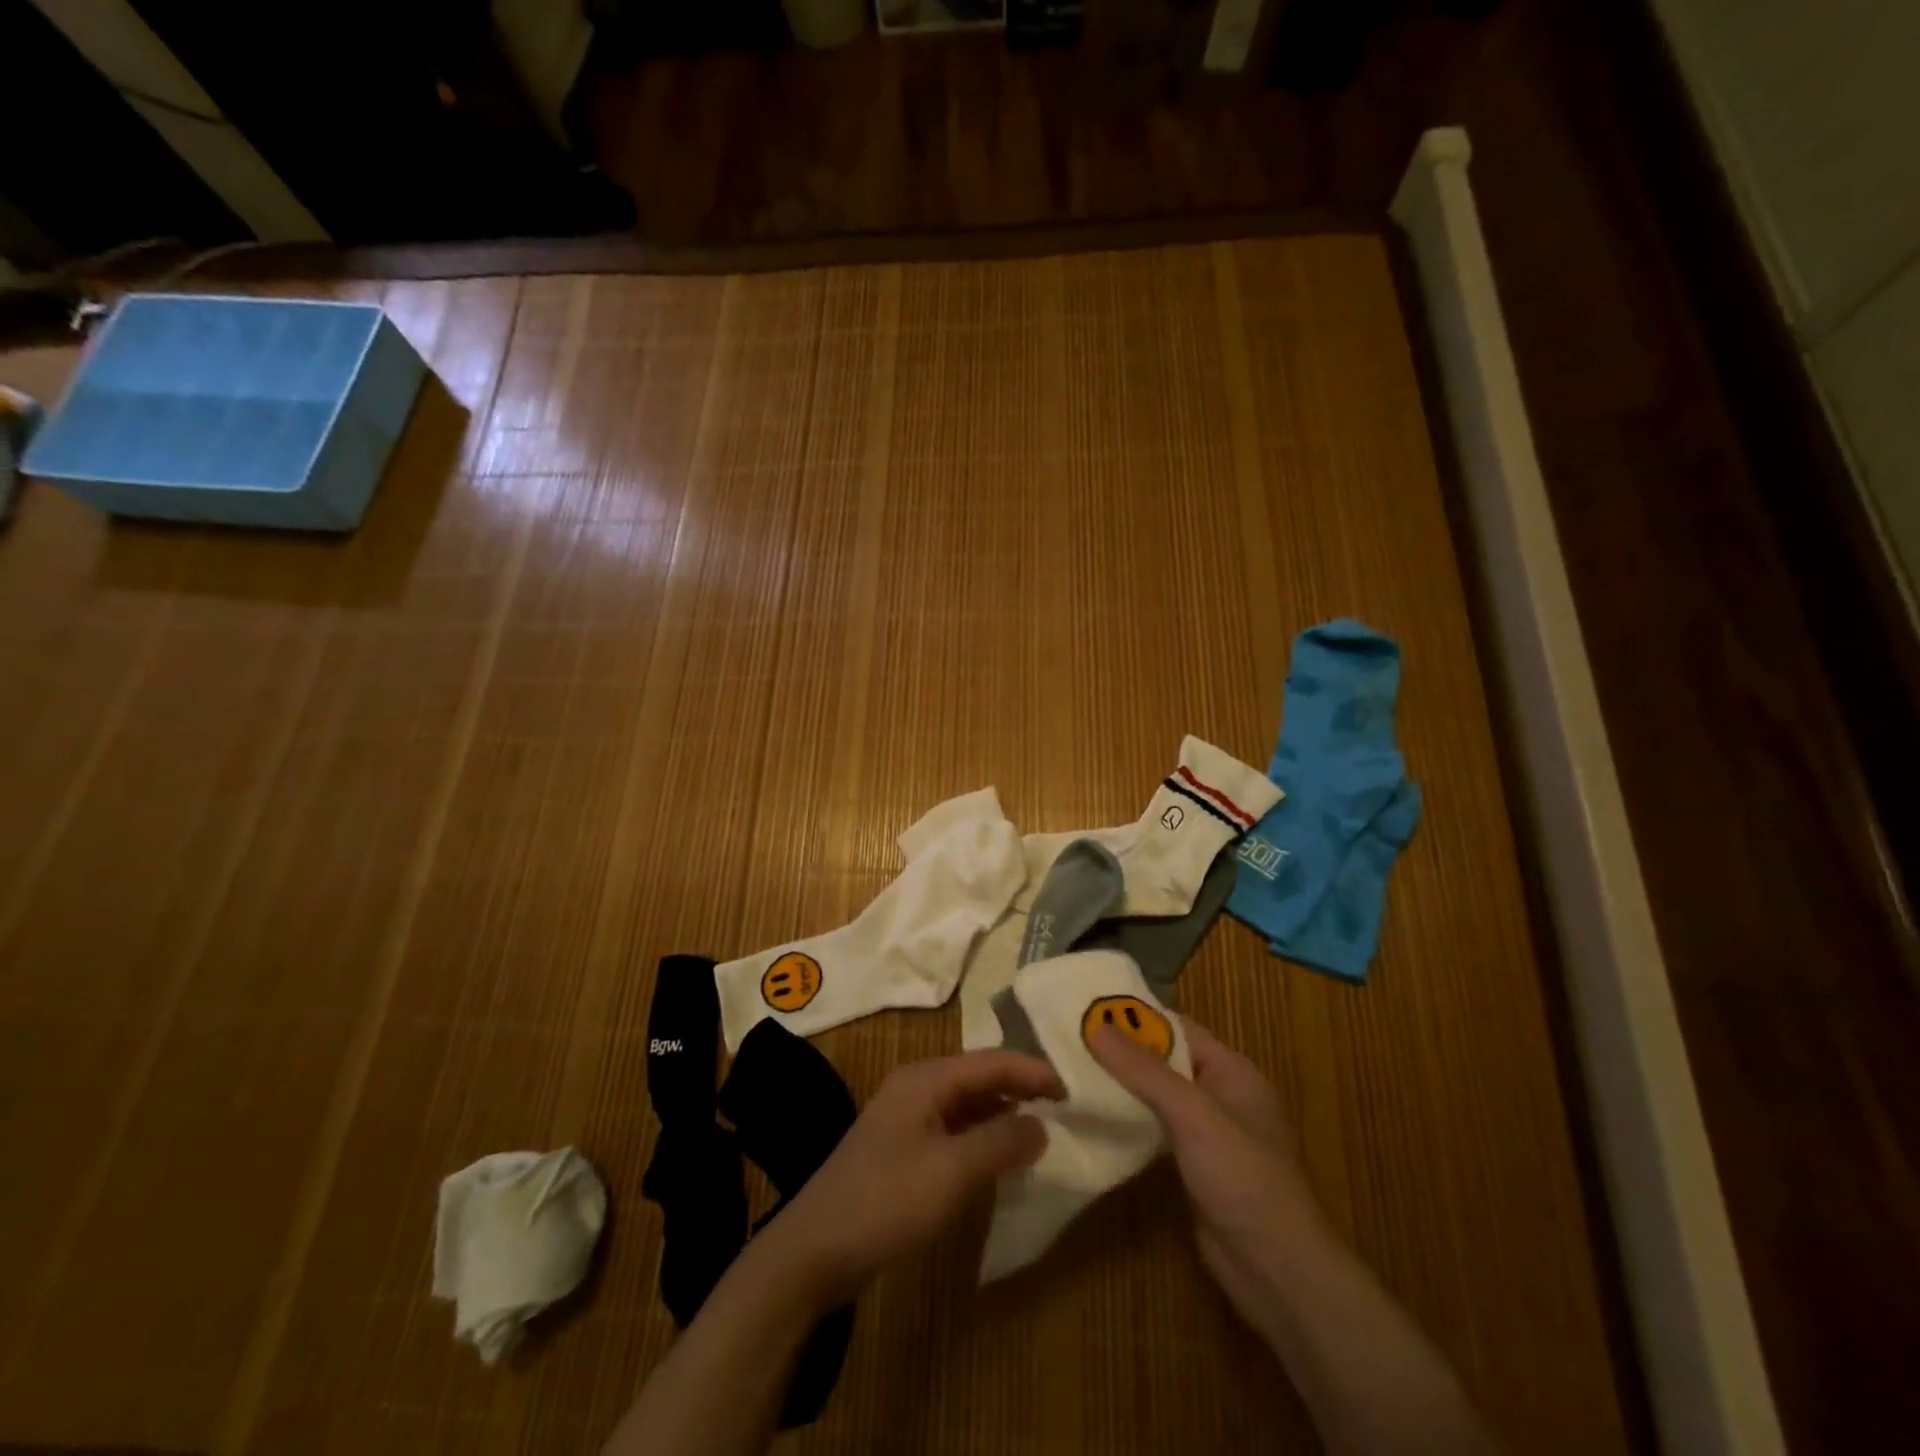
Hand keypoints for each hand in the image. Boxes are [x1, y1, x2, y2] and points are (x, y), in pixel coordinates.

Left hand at [771, 1050, 1063, 1301]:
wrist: (814, 1250)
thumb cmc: (886, 1201)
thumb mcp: (952, 1172)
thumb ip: (1001, 1143)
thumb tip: (1042, 1124)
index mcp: (926, 1079)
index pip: (991, 1061)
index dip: (1033, 1072)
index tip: (1072, 1089)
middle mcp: (916, 1088)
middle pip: (979, 1078)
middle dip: (1020, 1089)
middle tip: (1063, 1108)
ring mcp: (907, 1118)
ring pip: (967, 1105)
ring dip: (1002, 1114)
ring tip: (1041, 1131)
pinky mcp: (902, 1149)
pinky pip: (953, 1131)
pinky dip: (981, 1138)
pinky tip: (1000, 1159)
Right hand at [1091, 1020, 1326, 1336]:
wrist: (1276, 1272)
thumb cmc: (1243, 1178)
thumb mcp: (1193, 1114)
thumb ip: (1144, 1071)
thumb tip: (1096, 1025)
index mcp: (1232, 1071)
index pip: (1178, 1029)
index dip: (1136, 1017)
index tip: (1087, 1010)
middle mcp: (1221, 1096)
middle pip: (1165, 1062)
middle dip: (1123, 1054)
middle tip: (1070, 1043)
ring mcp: (1208, 1135)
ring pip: (1158, 1098)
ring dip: (1122, 1089)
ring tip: (1070, 1075)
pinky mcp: (1194, 1168)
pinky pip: (1156, 1131)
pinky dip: (1129, 1123)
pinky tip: (1094, 1120)